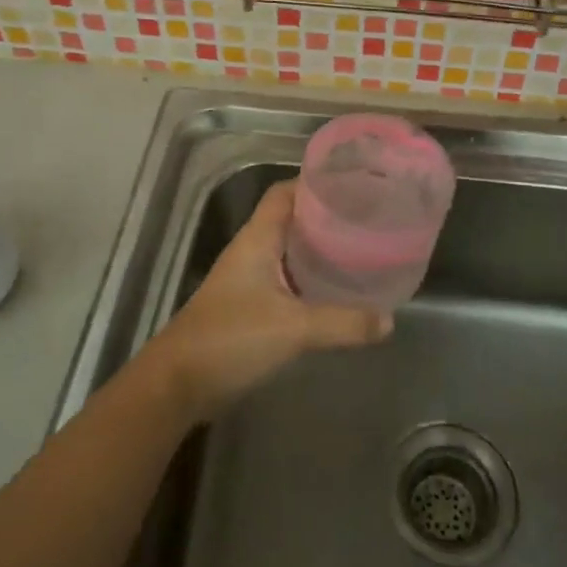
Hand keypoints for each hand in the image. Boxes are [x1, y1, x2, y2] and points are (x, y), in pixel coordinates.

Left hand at [142, 181, 391, 422]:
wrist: (178, 384)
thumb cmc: (231, 339)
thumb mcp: (293, 329)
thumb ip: (343, 323)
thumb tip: (388, 320)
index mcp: (257, 239)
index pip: (285, 193)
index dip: (316, 183)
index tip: (354, 184)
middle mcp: (253, 251)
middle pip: (292, 219)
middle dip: (327, 217)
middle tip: (368, 218)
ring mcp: (249, 280)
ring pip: (290, 252)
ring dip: (320, 249)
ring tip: (361, 250)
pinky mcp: (250, 307)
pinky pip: (288, 281)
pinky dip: (311, 280)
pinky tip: (337, 292)